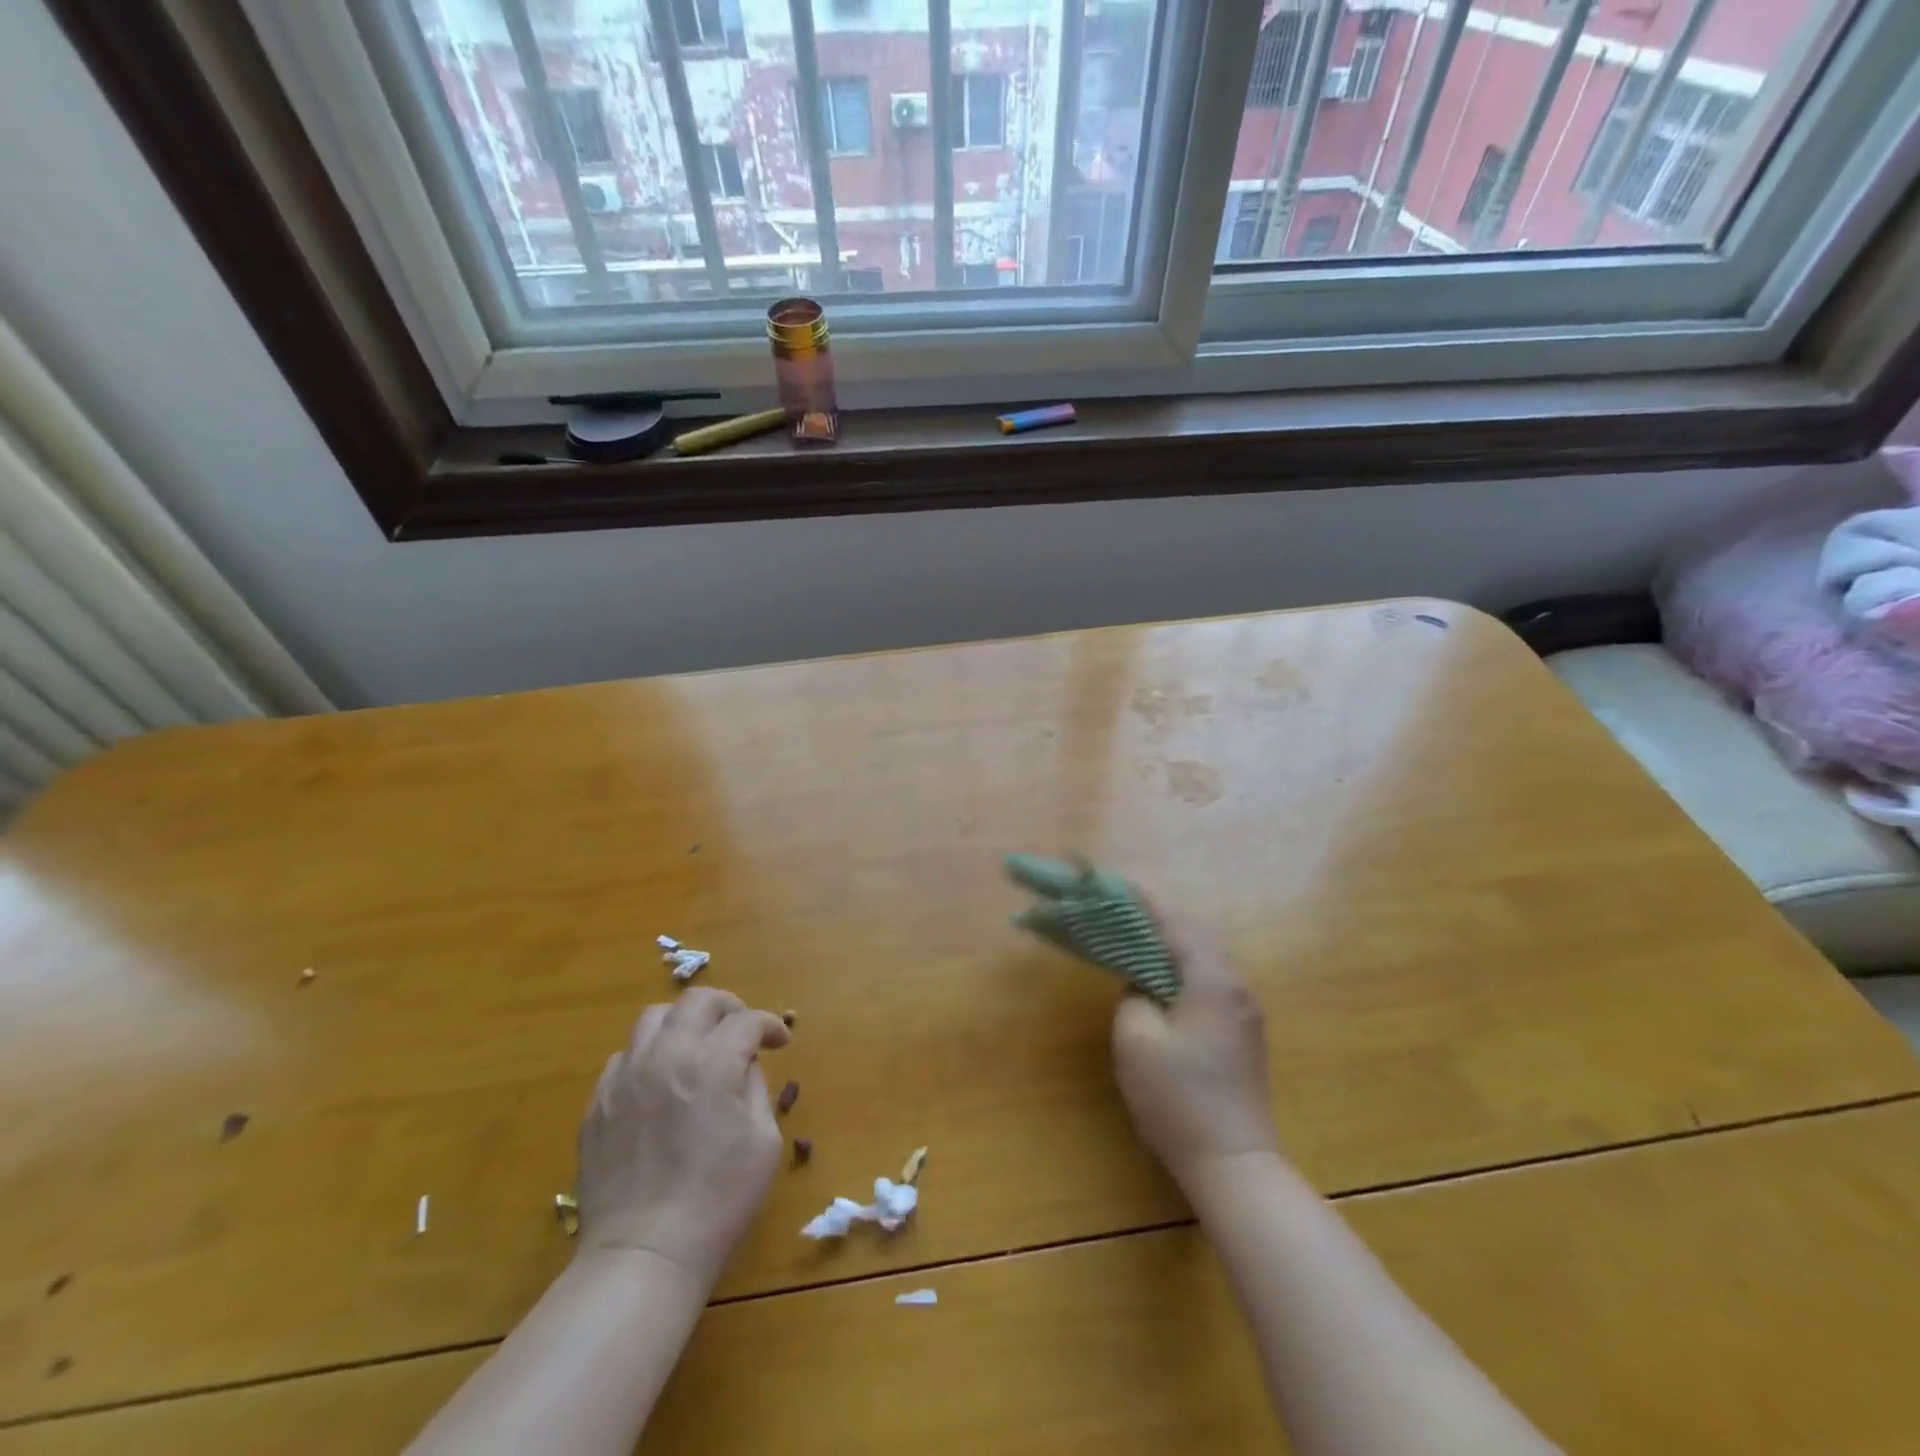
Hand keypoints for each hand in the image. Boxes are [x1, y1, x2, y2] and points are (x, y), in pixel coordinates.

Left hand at [576, 988, 789, 1287]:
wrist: (644, 1255)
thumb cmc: (718, 1201)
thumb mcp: (763, 1142)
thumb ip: (756, 1089)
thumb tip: (743, 1066)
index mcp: (712, 1064)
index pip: (746, 1020)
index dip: (770, 1025)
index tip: (779, 1041)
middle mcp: (666, 1056)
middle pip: (698, 1001)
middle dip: (728, 1007)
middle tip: (741, 1030)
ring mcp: (626, 1077)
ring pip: (654, 1018)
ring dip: (684, 1023)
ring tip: (696, 1047)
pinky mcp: (599, 1103)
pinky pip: (625, 1057)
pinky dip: (649, 1056)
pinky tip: (660, 1083)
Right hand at [1112, 911, 1281, 1195]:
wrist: (1234, 1165)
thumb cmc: (1179, 1099)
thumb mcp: (1136, 1040)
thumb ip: (1133, 996)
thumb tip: (1142, 985)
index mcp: (1213, 979)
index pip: (1176, 923)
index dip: (1144, 902)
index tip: (1115, 884)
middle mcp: (1236, 986)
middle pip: (1196, 935)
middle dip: (1159, 920)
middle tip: (1121, 913)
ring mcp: (1244, 1012)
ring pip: (1205, 959)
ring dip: (1171, 945)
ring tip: (1136, 941)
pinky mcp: (1243, 1035)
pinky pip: (1210, 983)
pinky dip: (1182, 970)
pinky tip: (1161, 982)